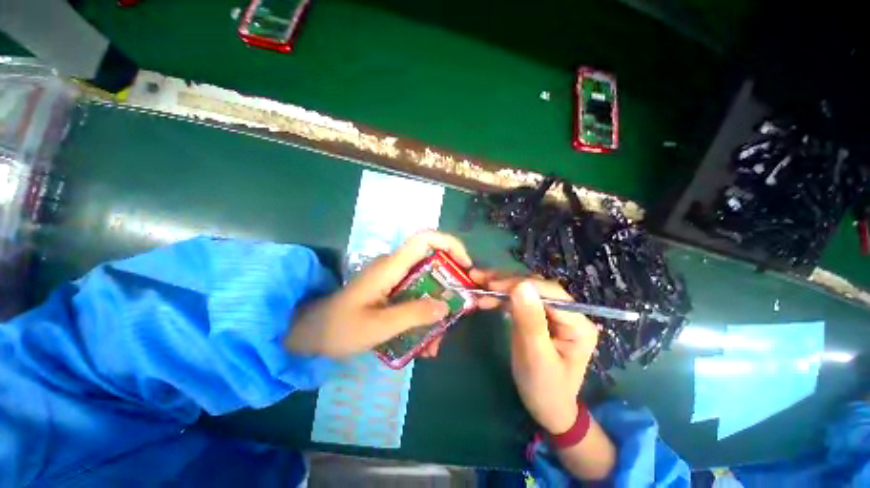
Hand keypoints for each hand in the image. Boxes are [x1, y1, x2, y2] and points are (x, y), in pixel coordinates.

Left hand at [285, 231, 472, 357]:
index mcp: (391, 267)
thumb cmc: (340, 327)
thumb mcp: (378, 326)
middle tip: (459, 312)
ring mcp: (394, 279)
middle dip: (450, 287)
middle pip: (433, 263)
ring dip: (437, 309)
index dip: (450, 244)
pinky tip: (423, 343)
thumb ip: (413, 314)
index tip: (466, 265)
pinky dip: (425, 315)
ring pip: (427, 284)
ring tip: (435, 343)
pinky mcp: (392, 291)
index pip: (424, 239)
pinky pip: (417, 296)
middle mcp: (395, 267)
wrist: (311, 333)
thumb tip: (446, 306)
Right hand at [476, 272, 598, 433]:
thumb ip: (530, 321)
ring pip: (524, 289)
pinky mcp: (537, 315)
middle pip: (535, 286)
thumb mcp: (536, 357)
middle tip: (477, 277)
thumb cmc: (544, 388)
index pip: (549, 293)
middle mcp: (567, 312)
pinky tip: (484, 297)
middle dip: (505, 280)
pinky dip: (499, 295)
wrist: (546, 408)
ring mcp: (551, 312)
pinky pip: (517, 299)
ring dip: (499, 284)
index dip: (519, 284)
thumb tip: (521, 284)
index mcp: (577, 323)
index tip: (491, 285)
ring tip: (476, 280)